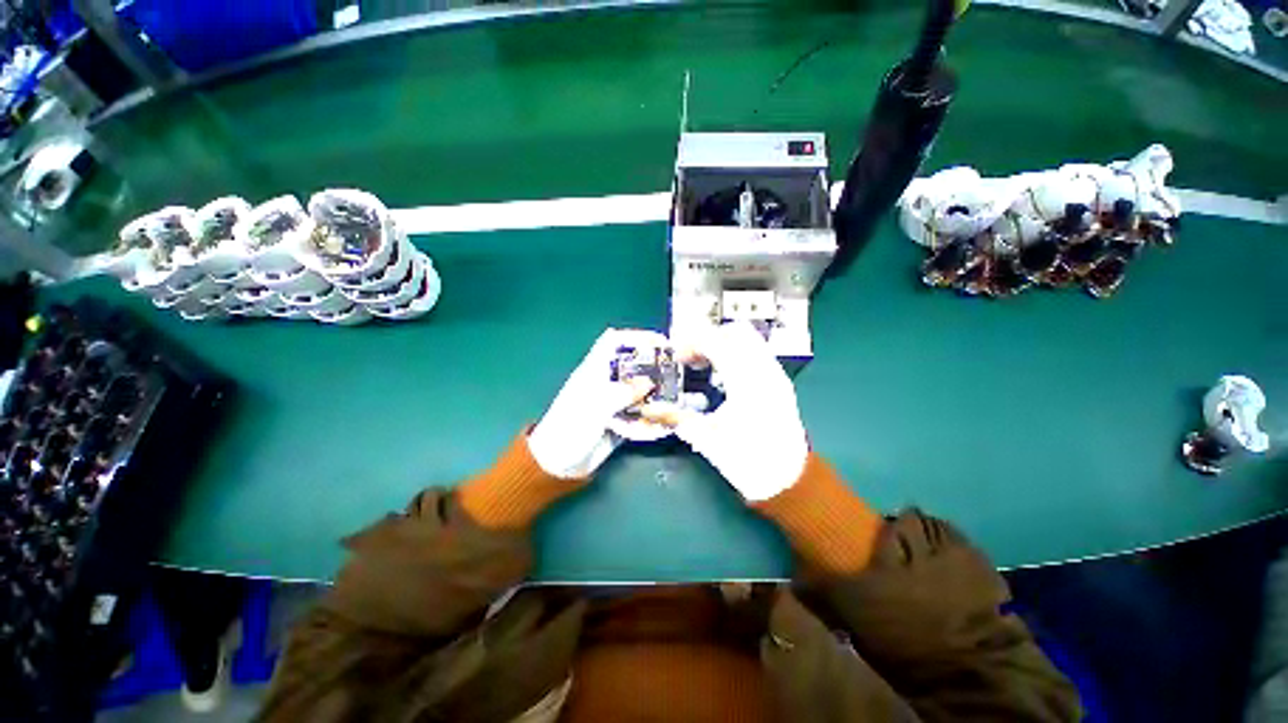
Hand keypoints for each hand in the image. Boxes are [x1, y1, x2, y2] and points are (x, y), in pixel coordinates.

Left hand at [527, 329, 661, 478]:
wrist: (558, 465)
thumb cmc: (570, 429)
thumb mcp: (595, 407)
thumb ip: (622, 392)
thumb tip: (650, 382)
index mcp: (594, 371)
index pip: (614, 342)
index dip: (636, 337)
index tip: (661, 343)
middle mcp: (606, 383)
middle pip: (633, 366)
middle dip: (654, 368)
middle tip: (675, 374)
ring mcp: (614, 403)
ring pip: (640, 391)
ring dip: (656, 395)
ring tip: (674, 400)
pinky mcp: (620, 421)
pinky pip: (641, 414)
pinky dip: (652, 417)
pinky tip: (664, 422)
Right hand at [655, 322, 808, 501]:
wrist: (789, 482)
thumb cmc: (748, 461)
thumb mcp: (707, 439)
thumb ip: (676, 418)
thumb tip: (648, 408)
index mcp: (746, 382)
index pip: (717, 341)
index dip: (692, 342)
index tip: (676, 355)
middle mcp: (765, 371)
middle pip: (736, 331)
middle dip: (710, 337)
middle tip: (691, 357)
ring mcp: (776, 375)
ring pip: (750, 340)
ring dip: (724, 344)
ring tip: (705, 364)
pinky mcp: (780, 383)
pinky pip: (758, 353)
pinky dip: (737, 354)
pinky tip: (724, 376)